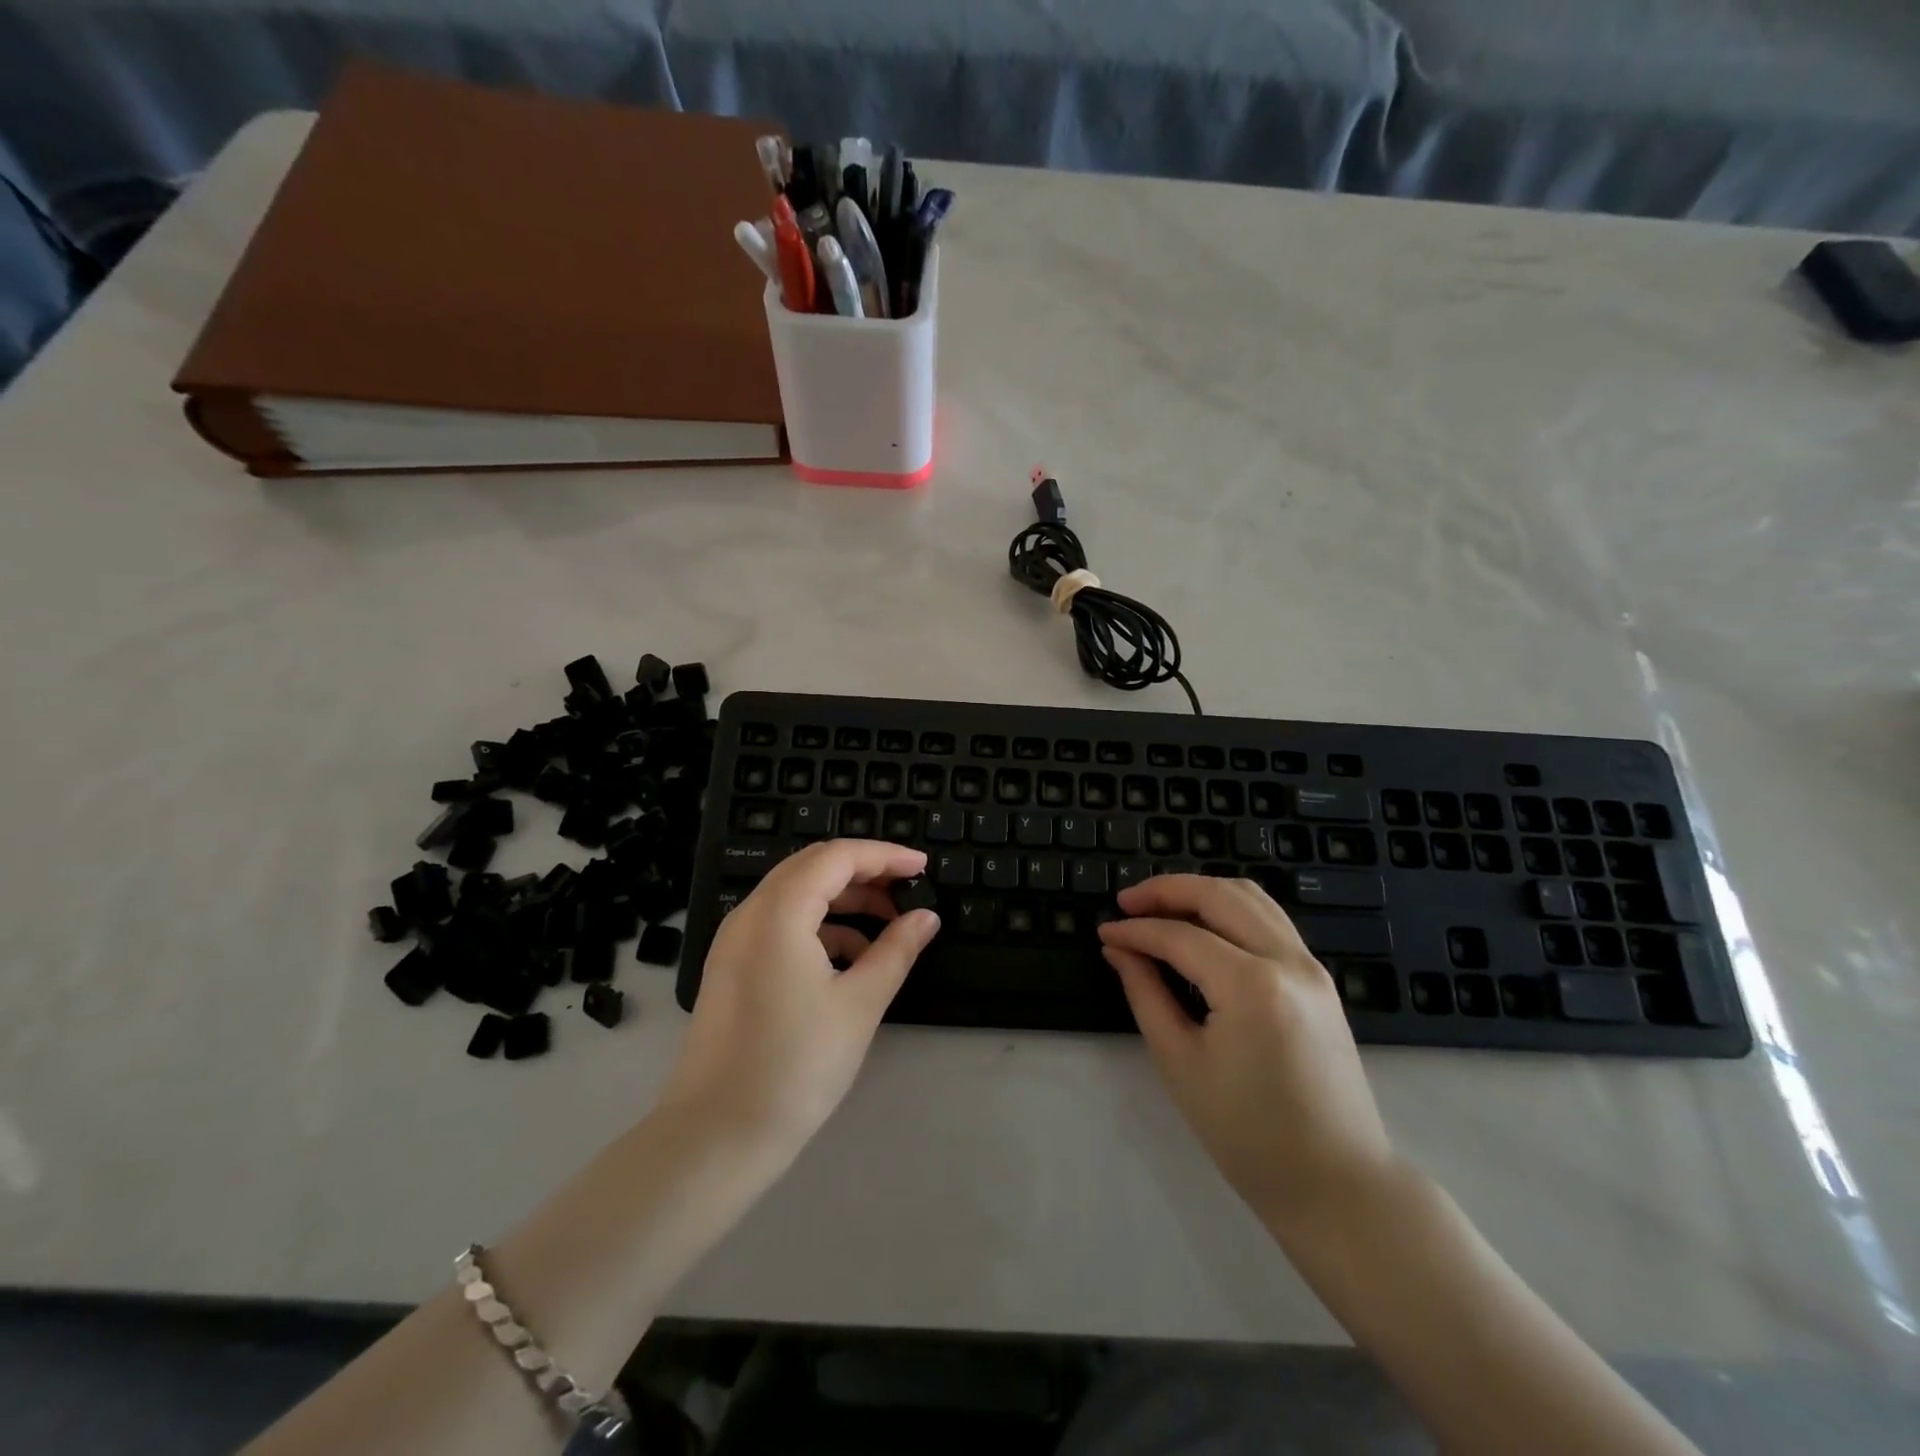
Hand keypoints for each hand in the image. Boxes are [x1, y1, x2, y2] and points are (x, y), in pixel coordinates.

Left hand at [658, 840, 939, 1158]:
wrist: (716, 1136)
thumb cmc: (795, 1065)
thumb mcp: (859, 1004)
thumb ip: (896, 951)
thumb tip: (926, 918)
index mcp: (779, 912)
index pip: (838, 857)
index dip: (885, 855)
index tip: (922, 868)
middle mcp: (750, 914)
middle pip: (813, 867)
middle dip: (864, 873)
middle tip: (907, 891)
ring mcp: (734, 940)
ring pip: (796, 895)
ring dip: (843, 900)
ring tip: (886, 929)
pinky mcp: (731, 967)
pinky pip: (779, 924)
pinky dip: (818, 927)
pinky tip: (849, 960)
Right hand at [1097, 875, 1398, 1234]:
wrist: (1336, 1184)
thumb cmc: (1248, 1135)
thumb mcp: (1181, 1063)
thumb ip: (1146, 993)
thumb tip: (1119, 949)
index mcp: (1252, 986)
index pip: (1180, 936)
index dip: (1136, 930)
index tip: (1104, 931)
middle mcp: (1288, 961)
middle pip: (1219, 895)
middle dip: (1167, 890)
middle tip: (1127, 902)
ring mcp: (1311, 966)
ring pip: (1250, 897)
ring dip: (1201, 892)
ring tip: (1160, 907)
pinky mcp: (1319, 979)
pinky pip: (1270, 920)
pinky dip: (1230, 909)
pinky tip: (1202, 926)